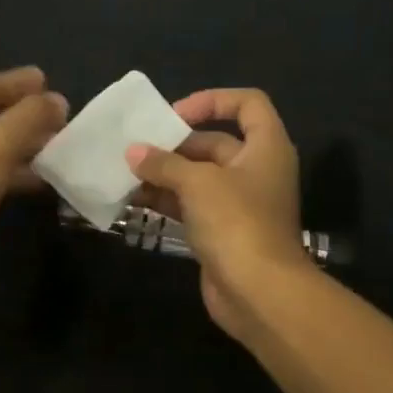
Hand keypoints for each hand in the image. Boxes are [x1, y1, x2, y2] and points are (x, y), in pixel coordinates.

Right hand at [126, 87, 312, 341]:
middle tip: (136, 147)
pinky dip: (166, 199)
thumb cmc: (236, 222)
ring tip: (125, 172)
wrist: (259, 293)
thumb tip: (133, 152)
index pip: (247, 104)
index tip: (175, 115)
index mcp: (266, 147)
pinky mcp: (222, 231)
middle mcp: (256, 170)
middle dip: (174, 144)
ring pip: (198, 176)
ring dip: (164, 173)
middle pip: (214, 142)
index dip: (212, 100)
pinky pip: (191, 205)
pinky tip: (133, 198)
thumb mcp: (198, 183)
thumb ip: (163, 163)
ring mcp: (239, 203)